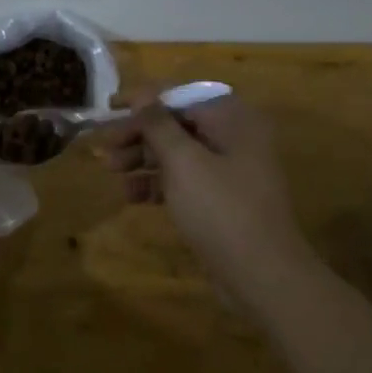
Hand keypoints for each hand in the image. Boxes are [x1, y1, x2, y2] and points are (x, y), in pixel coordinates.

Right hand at [94, 86, 308, 302]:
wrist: (264, 277)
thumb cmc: (221, 209)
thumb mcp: (183, 161)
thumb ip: (158, 124)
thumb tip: (142, 94)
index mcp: (231, 118)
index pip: (180, 96)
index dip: (142, 100)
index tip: (110, 107)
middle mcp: (234, 137)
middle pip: (177, 124)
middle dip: (139, 134)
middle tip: (107, 147)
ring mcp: (230, 170)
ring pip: (178, 153)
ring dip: (143, 159)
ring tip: (111, 170)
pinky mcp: (223, 199)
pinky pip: (186, 180)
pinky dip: (159, 183)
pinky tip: (131, 195)